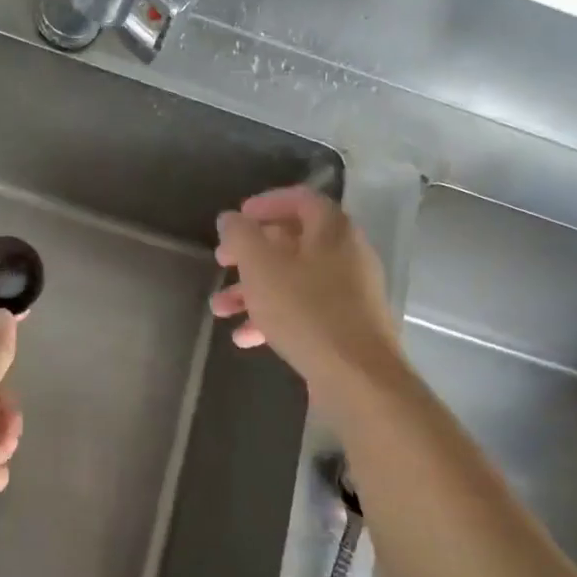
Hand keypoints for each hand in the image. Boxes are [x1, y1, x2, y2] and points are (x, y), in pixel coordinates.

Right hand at [211, 186, 404, 411]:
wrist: (357, 377)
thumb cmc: (305, 310)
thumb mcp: (261, 266)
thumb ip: (241, 236)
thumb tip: (230, 219)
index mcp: (332, 230)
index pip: (300, 199)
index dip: (265, 203)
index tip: (236, 218)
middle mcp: (346, 254)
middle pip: (292, 243)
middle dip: (250, 254)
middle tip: (221, 262)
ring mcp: (349, 293)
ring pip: (292, 281)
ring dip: (253, 291)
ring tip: (219, 309)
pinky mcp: (344, 326)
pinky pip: (303, 311)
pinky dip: (273, 317)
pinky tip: (244, 337)